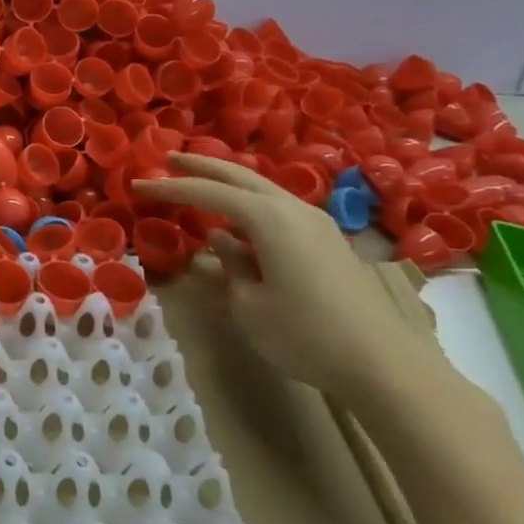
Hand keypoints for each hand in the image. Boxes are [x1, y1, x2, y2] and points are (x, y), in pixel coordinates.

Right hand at [132, 153, 436, 404]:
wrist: (384, 364)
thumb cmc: (305, 334)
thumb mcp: (249, 305)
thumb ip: (229, 265)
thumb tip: (221, 240)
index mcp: (268, 218)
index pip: (208, 193)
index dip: (171, 188)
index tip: (139, 185)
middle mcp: (292, 208)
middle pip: (239, 175)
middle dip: (202, 166)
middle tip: (170, 158)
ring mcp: (315, 222)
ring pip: (262, 187)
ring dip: (229, 181)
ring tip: (201, 181)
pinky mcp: (327, 240)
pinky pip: (278, 206)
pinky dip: (250, 200)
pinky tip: (240, 217)